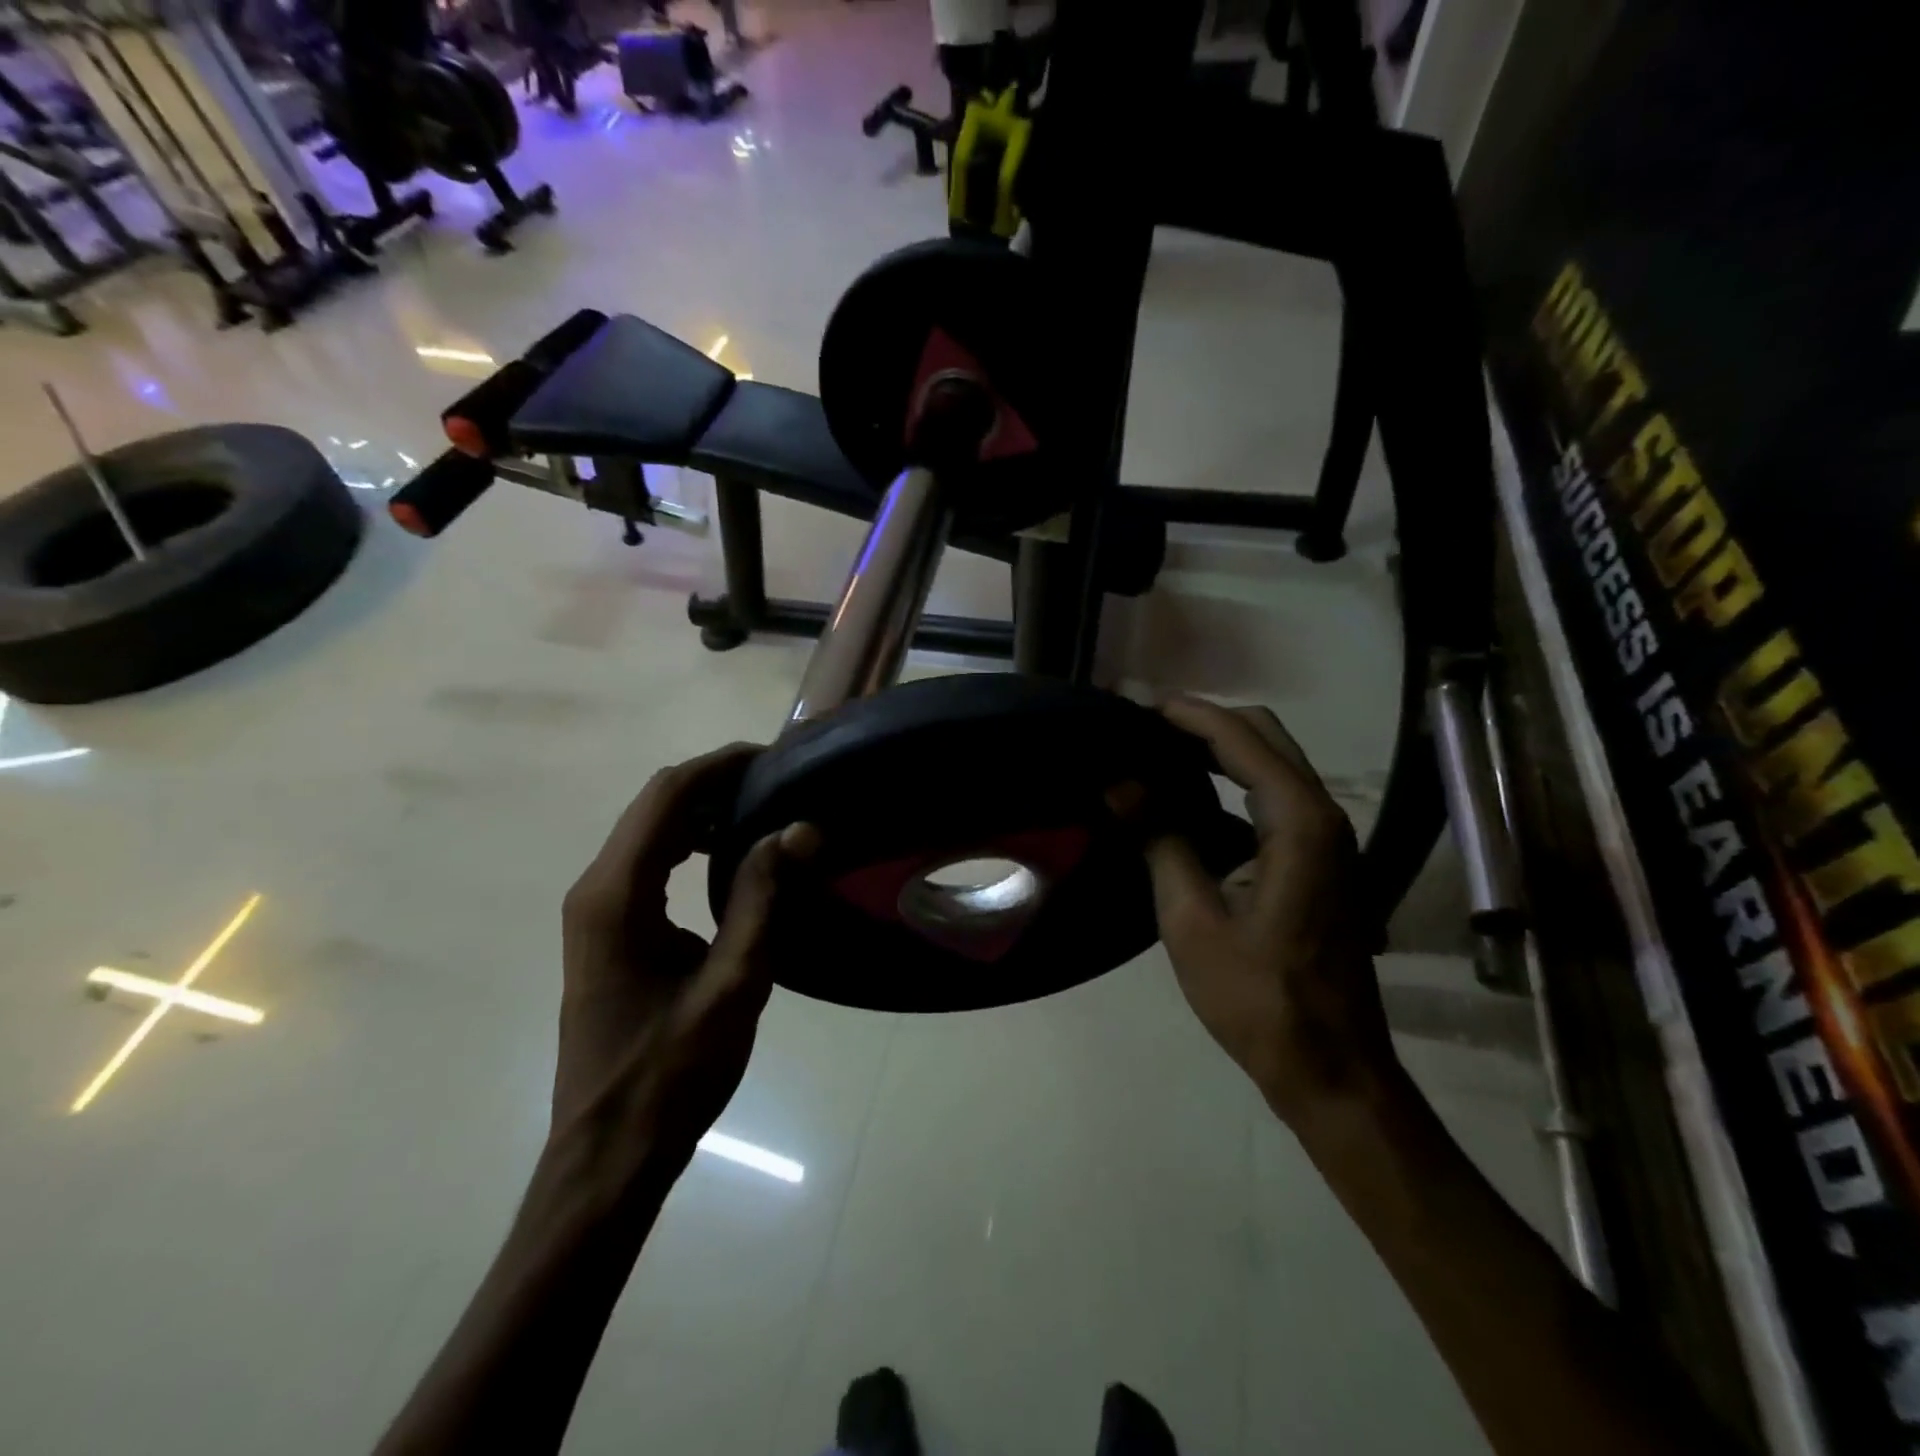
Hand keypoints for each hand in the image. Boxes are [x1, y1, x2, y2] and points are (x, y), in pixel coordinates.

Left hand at [553, 744, 814, 1180]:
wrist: (608, 1154)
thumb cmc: (671, 1074)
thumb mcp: (734, 983)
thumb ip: (763, 897)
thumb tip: (800, 827)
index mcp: (617, 895)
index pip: (668, 796)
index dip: (721, 766)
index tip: (777, 758)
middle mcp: (596, 889)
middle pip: (654, 805)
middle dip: (715, 782)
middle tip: (780, 784)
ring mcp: (595, 911)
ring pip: (649, 831)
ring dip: (702, 810)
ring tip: (763, 811)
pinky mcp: (606, 931)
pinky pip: (648, 862)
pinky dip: (689, 843)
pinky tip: (729, 855)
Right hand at [1141, 698, 1398, 1126]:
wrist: (1330, 1066)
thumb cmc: (1257, 996)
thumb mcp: (1191, 917)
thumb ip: (1159, 838)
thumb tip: (1118, 783)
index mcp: (1300, 822)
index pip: (1240, 738)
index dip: (1187, 715)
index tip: (1135, 705)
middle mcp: (1324, 815)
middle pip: (1265, 736)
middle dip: (1205, 722)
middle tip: (1143, 728)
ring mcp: (1329, 838)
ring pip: (1273, 764)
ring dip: (1220, 750)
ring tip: (1157, 753)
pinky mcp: (1321, 860)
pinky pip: (1274, 798)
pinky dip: (1233, 783)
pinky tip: (1189, 801)